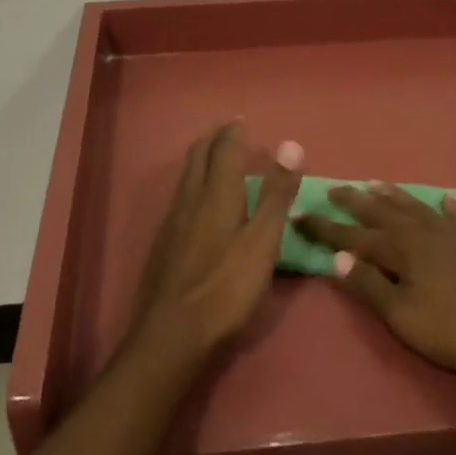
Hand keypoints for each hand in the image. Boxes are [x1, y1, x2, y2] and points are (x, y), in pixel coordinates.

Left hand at [131, 123, 302, 362]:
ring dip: (202, 161)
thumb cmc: (226, 287)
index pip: (224, 150)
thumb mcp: (262, 241)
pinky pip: (181, 197)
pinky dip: (195, 184)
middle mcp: (190, 199)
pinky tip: (201, 204)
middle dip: (213, 140)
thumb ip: (277, 194)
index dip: (233, 133)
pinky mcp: (165, 243)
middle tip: (228, 133)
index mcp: (216, 194)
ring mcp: (173, 221)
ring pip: (186, 177)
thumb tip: (290, 145)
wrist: (172, 333)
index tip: (242, 122)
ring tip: (217, 160)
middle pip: (198, 157)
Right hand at [298, 185, 455, 374]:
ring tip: (375, 184)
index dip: (325, 227)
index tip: (299, 214)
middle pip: (382, 212)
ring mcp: (453, 231)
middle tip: (333, 188)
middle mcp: (422, 232)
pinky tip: (444, 200)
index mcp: (400, 250)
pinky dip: (448, 206)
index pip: (352, 236)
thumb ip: (370, 286)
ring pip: (415, 206)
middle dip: (354, 201)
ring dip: (393, 196)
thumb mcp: (404, 317)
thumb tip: (336, 257)